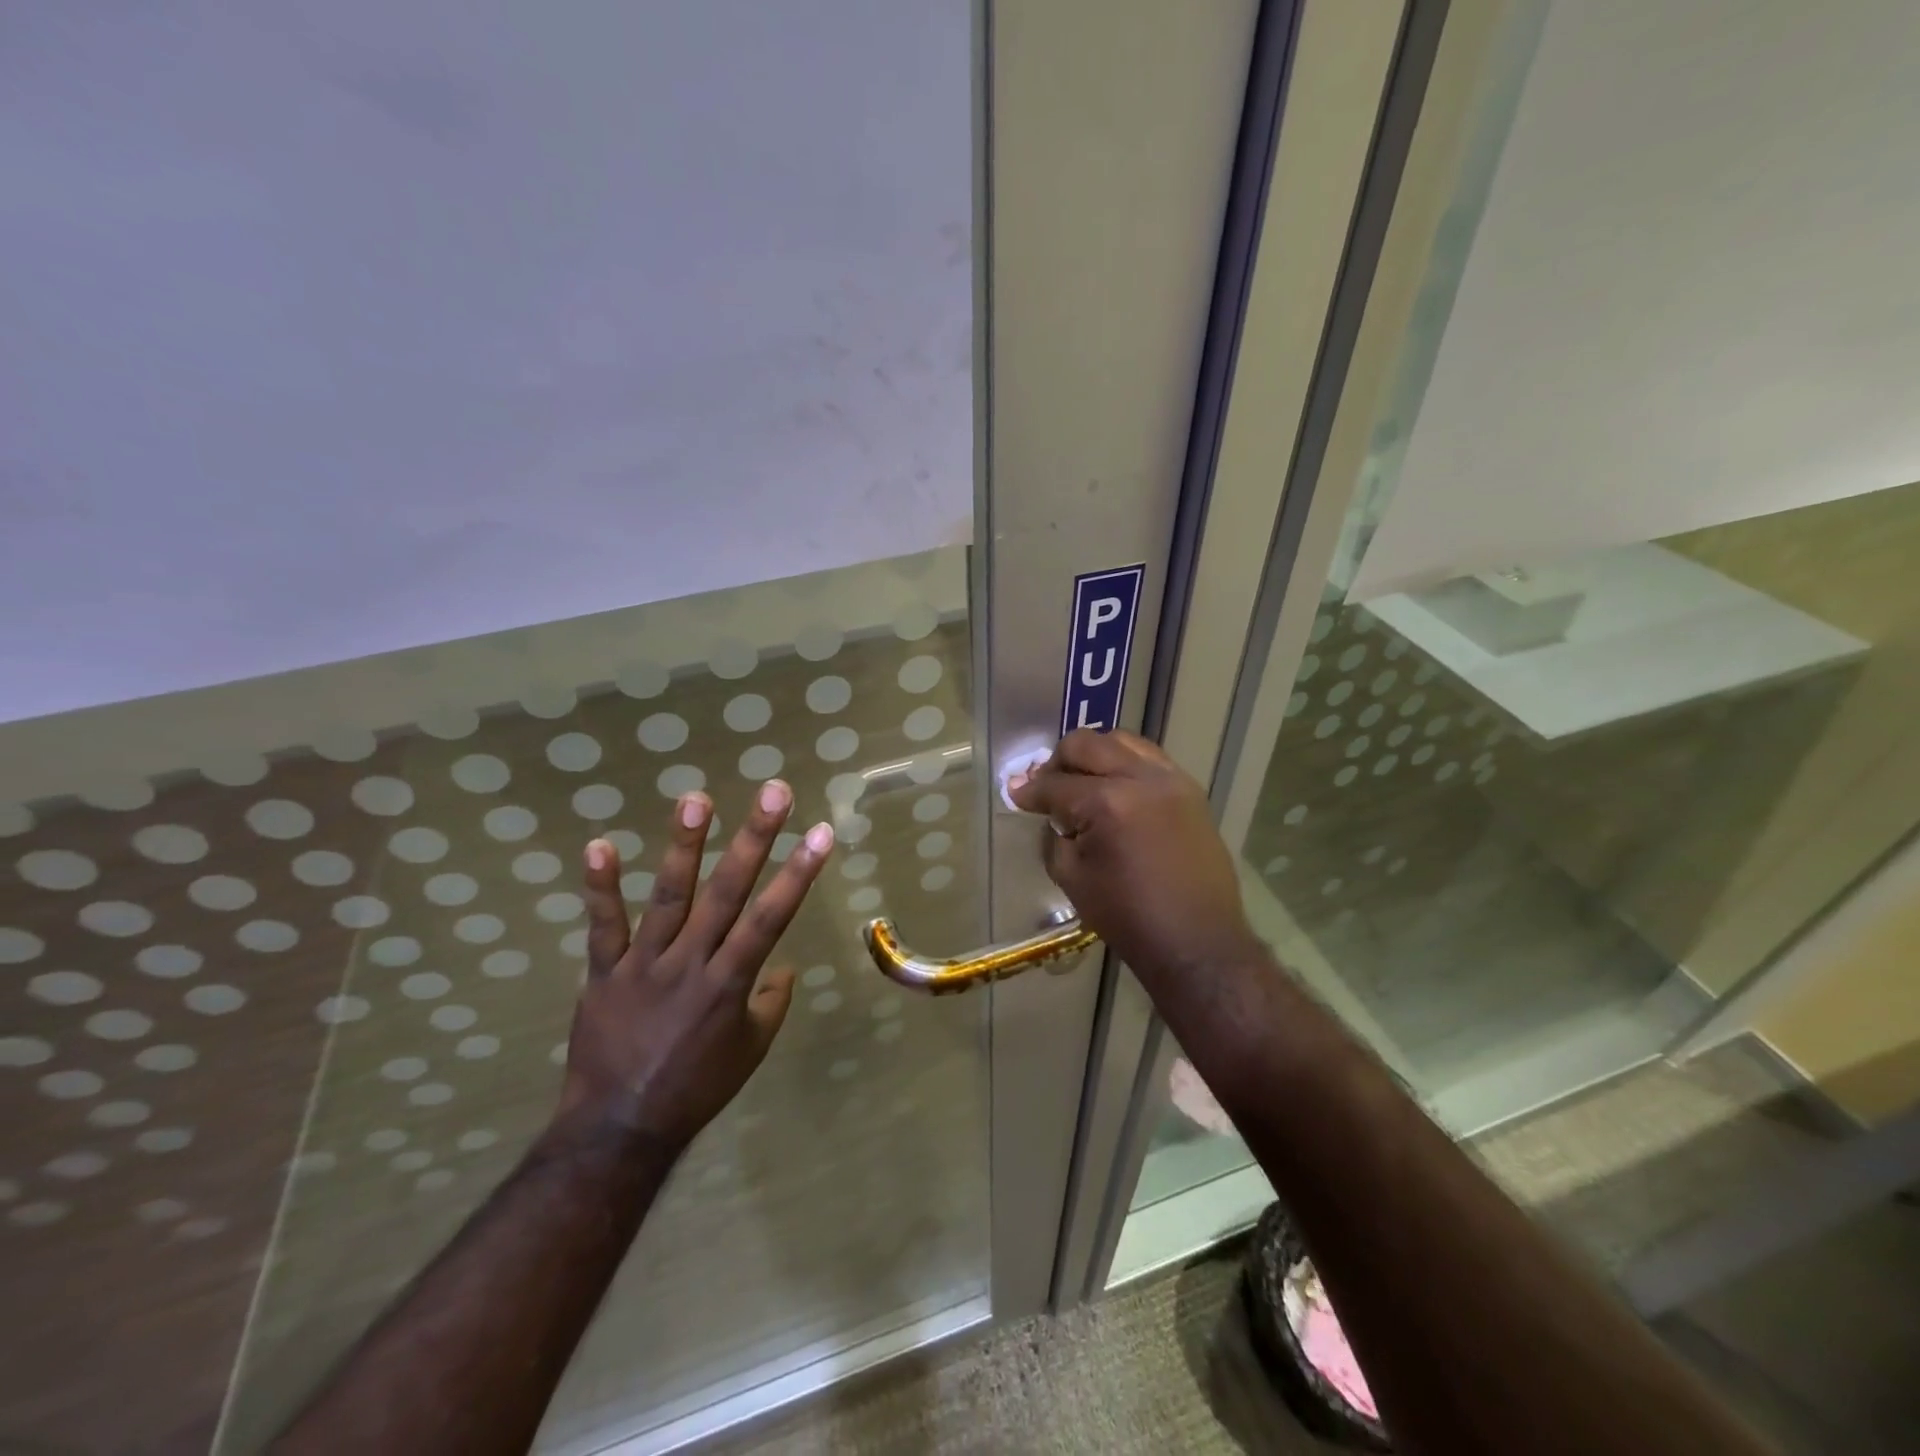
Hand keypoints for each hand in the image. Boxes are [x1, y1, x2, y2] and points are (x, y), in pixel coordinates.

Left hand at [557, 781, 833, 1151]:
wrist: (619, 1128)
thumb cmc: (696, 1088)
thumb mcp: (750, 1051)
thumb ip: (770, 1004)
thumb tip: (781, 967)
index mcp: (731, 982)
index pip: (772, 917)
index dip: (799, 873)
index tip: (820, 832)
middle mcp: (692, 962)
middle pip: (729, 891)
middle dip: (755, 839)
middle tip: (774, 792)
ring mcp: (645, 963)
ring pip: (670, 896)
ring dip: (684, 846)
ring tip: (697, 798)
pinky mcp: (605, 971)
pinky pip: (603, 925)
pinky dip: (600, 886)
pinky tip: (599, 844)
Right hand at [1008, 729, 1261, 983]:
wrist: (1196, 941)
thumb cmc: (1128, 917)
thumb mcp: (1073, 879)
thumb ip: (1054, 836)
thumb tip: (1049, 812)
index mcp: (1107, 803)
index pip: (1055, 785)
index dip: (1029, 791)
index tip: (1015, 793)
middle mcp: (1141, 779)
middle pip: (1086, 745)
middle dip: (1057, 761)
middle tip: (1046, 785)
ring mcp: (1171, 780)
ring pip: (1121, 741)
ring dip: (1094, 755)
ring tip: (1082, 781)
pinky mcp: (1190, 790)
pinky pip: (1150, 758)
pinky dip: (1125, 763)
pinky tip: (1116, 787)